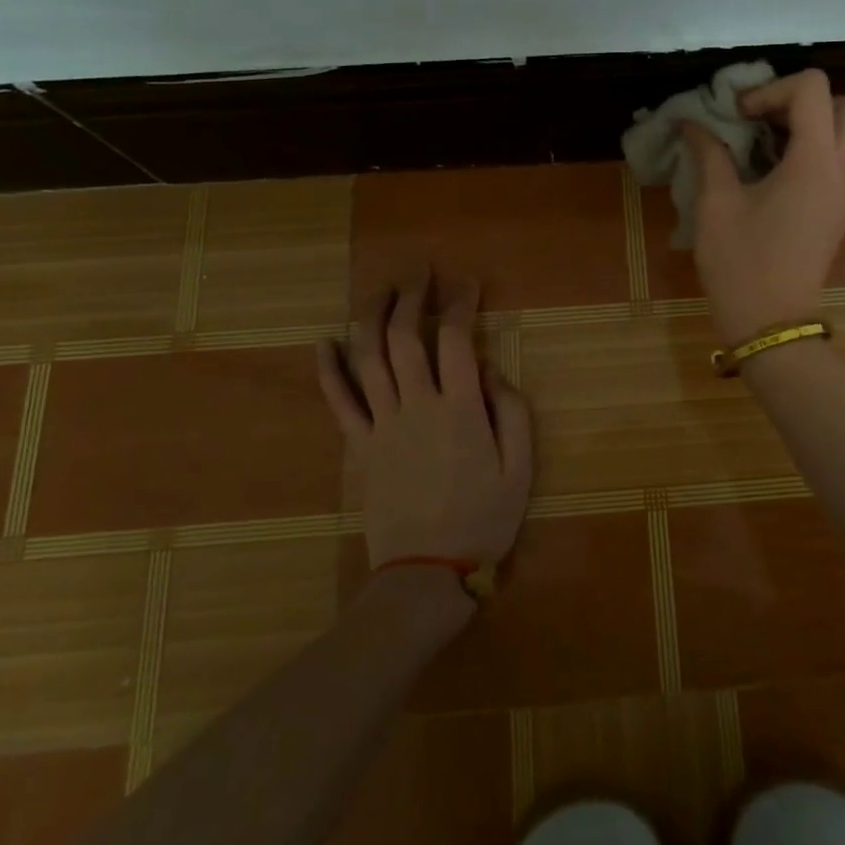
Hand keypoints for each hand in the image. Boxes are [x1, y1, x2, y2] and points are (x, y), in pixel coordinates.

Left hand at [314, 273, 532, 572]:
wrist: (427, 572)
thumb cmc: (483, 519)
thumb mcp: (520, 468)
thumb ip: (511, 411)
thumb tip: (489, 368)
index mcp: (460, 409)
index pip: (455, 339)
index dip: (459, 303)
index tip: (466, 283)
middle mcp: (417, 406)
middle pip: (405, 338)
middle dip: (412, 297)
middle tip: (420, 272)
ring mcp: (383, 425)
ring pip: (369, 358)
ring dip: (372, 318)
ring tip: (381, 290)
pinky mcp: (361, 446)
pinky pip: (339, 402)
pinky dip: (329, 369)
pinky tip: (324, 342)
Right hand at [684, 68, 844, 344]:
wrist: (772, 322)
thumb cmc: (741, 263)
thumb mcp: (716, 204)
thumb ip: (709, 153)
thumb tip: (691, 123)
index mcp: (815, 162)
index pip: (813, 89)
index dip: (772, 89)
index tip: (739, 115)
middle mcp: (844, 170)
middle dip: (805, 100)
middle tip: (764, 118)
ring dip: (811, 123)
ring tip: (764, 141)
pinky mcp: (842, 208)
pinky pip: (840, 157)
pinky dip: (813, 147)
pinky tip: (772, 167)